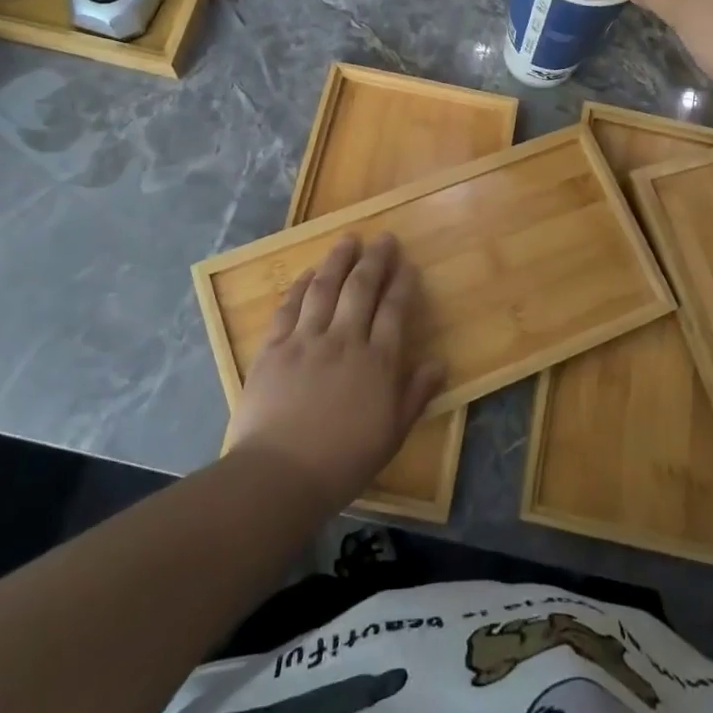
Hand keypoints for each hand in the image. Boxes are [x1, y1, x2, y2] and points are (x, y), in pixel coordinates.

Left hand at [230, 234, 445, 511]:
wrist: (279, 474)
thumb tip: (439, 362)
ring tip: (348, 239)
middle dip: (375, 259)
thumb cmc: (343, 461)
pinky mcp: (274, 347)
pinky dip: (301, 285)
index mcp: (377, 361)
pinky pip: (290, 306)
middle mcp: (344, 339)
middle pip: (362, 288)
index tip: (407, 263)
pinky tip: (309, 272)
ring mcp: (306, 340)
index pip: (394, 310)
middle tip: (383, 238)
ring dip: (338, 260)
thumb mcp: (391, 434)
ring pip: (325, 287)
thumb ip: (416, 394)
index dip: (402, 283)